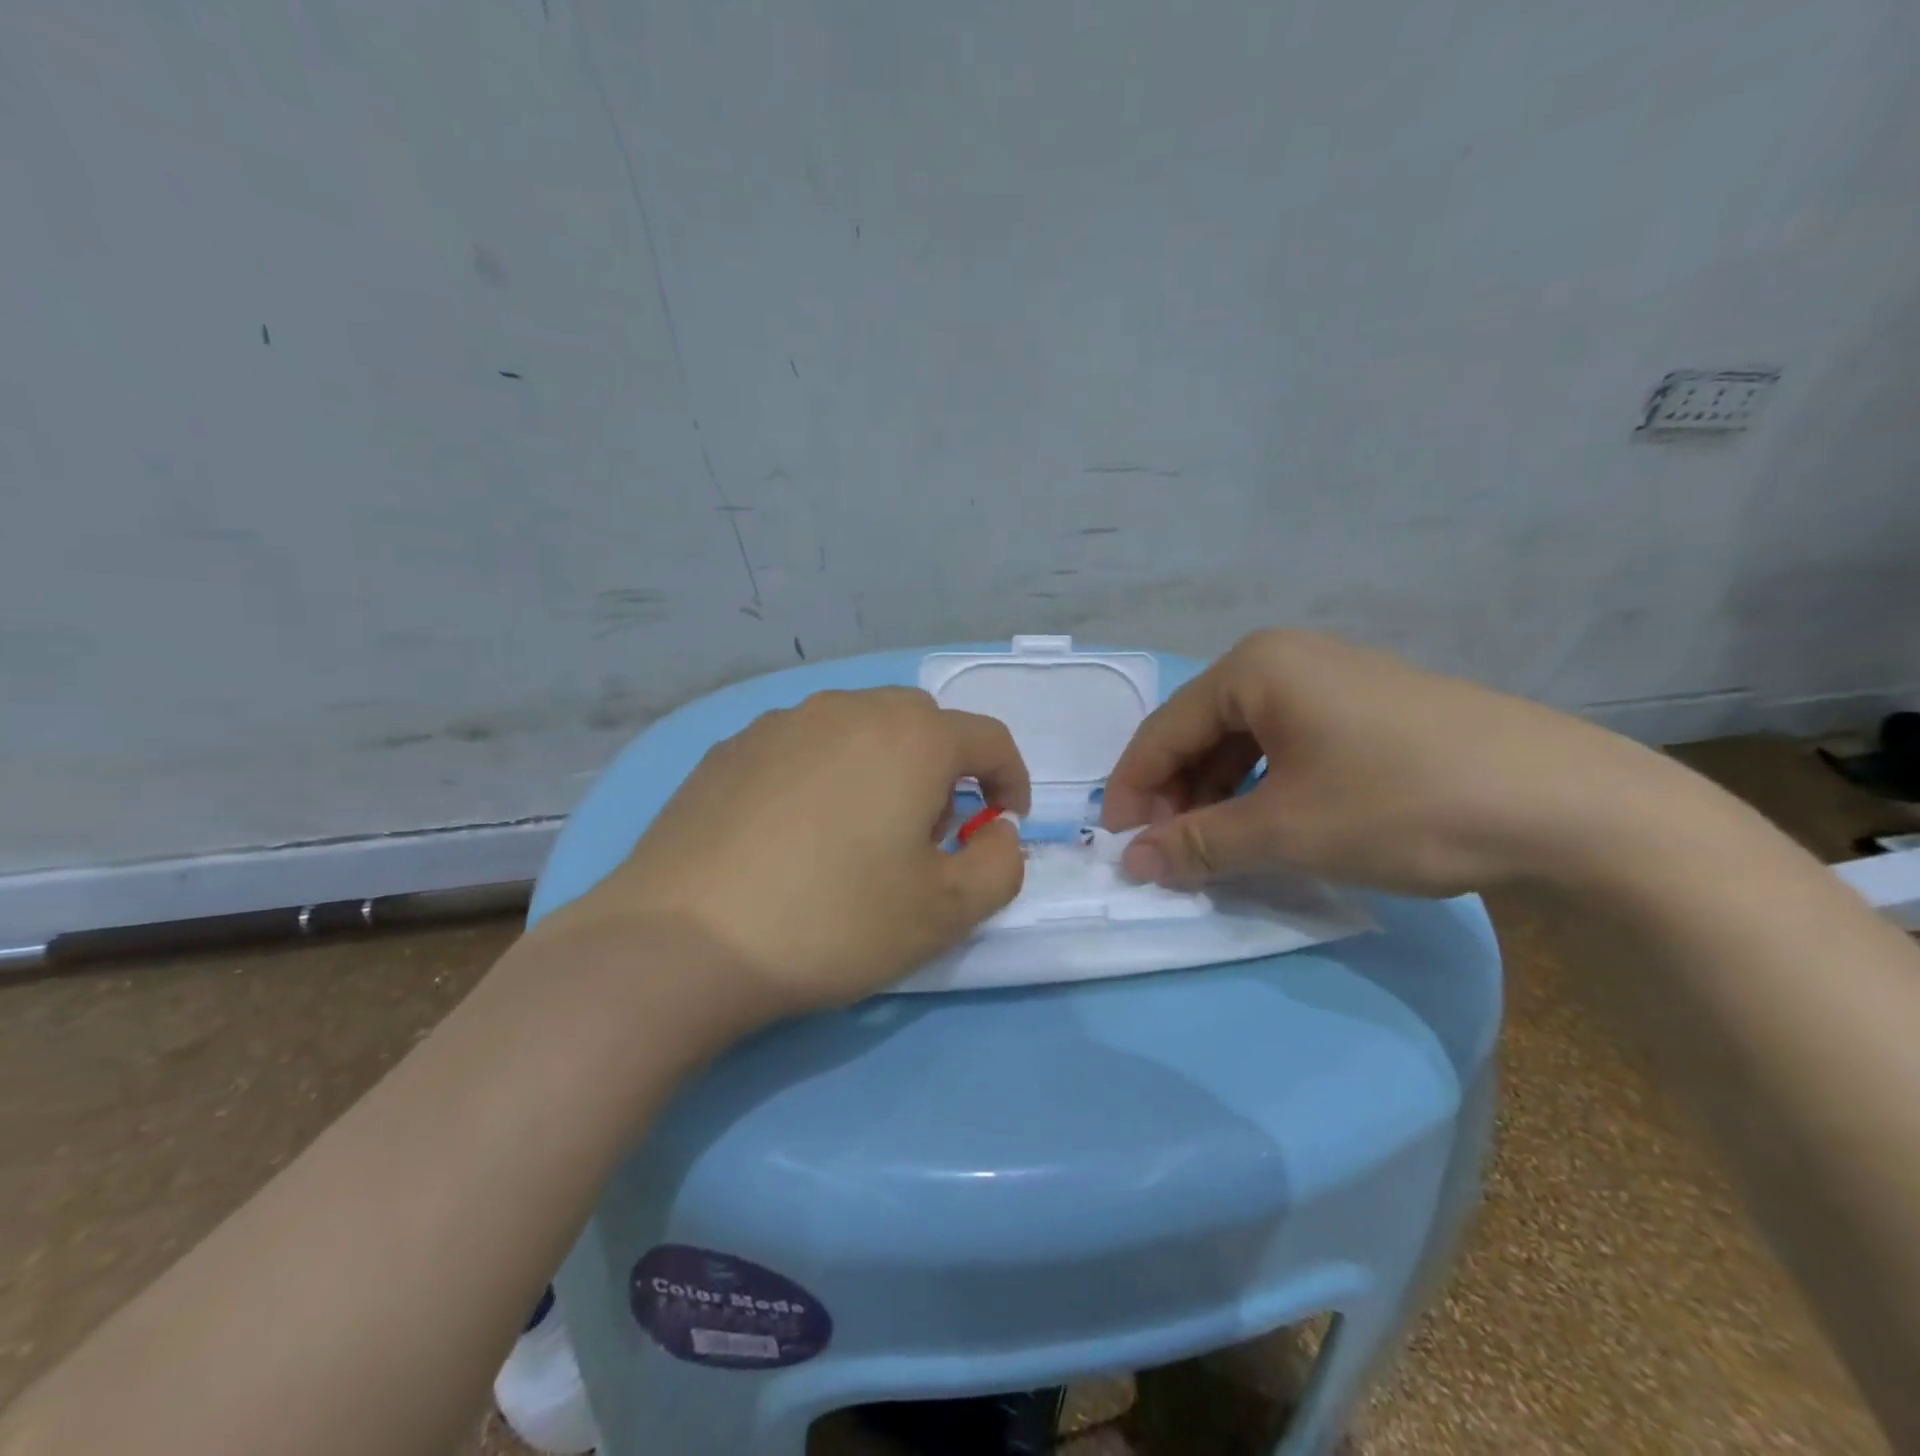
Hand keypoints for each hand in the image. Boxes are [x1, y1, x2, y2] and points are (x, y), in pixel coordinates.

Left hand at [558, 687, 1029, 1014]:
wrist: (682, 940)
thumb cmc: (833, 921)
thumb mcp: (945, 912)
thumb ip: (999, 865)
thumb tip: (998, 833)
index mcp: (911, 737)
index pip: (988, 739)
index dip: (1011, 781)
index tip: (1003, 826)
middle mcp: (848, 709)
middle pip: (922, 724)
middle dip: (944, 771)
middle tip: (929, 834)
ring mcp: (780, 723)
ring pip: (858, 729)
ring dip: (882, 768)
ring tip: (859, 834)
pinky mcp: (729, 749)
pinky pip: (802, 747)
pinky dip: (823, 775)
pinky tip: (795, 833)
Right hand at [1102, 629, 1678, 895]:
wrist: (1572, 807)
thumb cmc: (1403, 805)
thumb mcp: (1286, 831)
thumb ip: (1198, 845)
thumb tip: (1132, 864)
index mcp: (1255, 667)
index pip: (1164, 730)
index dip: (1133, 791)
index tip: (1117, 846)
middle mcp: (1287, 659)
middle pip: (1201, 732)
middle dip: (1177, 795)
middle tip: (1169, 855)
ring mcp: (1333, 680)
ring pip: (1245, 741)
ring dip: (1218, 796)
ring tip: (1216, 848)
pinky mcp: (1369, 708)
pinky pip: (1288, 746)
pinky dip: (1263, 788)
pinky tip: (1268, 825)